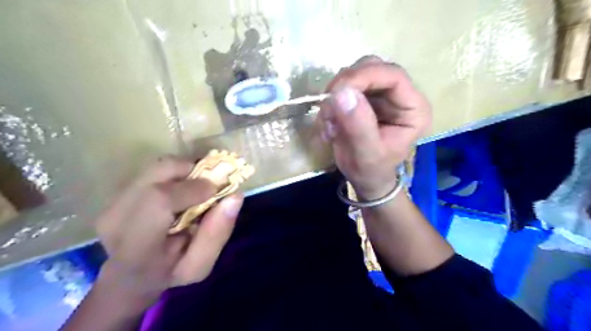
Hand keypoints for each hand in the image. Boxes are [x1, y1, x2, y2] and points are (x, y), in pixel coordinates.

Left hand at [94, 157, 242, 309]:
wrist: (128, 278)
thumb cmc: (168, 274)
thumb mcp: (199, 266)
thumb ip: (217, 233)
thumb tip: (236, 196)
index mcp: (136, 244)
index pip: (160, 200)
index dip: (193, 188)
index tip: (217, 192)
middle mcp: (117, 217)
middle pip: (160, 171)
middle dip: (193, 172)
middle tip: (209, 188)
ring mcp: (113, 202)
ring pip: (158, 167)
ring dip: (185, 172)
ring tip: (195, 190)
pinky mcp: (116, 194)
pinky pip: (154, 172)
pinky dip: (175, 175)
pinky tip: (180, 192)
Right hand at [322, 55, 432, 200]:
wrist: (364, 178)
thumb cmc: (371, 171)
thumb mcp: (366, 153)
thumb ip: (358, 125)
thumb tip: (342, 92)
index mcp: (413, 109)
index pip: (393, 76)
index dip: (363, 77)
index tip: (336, 92)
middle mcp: (399, 96)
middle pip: (372, 68)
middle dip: (345, 85)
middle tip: (328, 110)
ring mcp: (381, 94)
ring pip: (355, 74)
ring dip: (335, 95)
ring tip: (329, 124)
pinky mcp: (364, 98)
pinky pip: (343, 87)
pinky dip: (330, 102)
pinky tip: (329, 124)